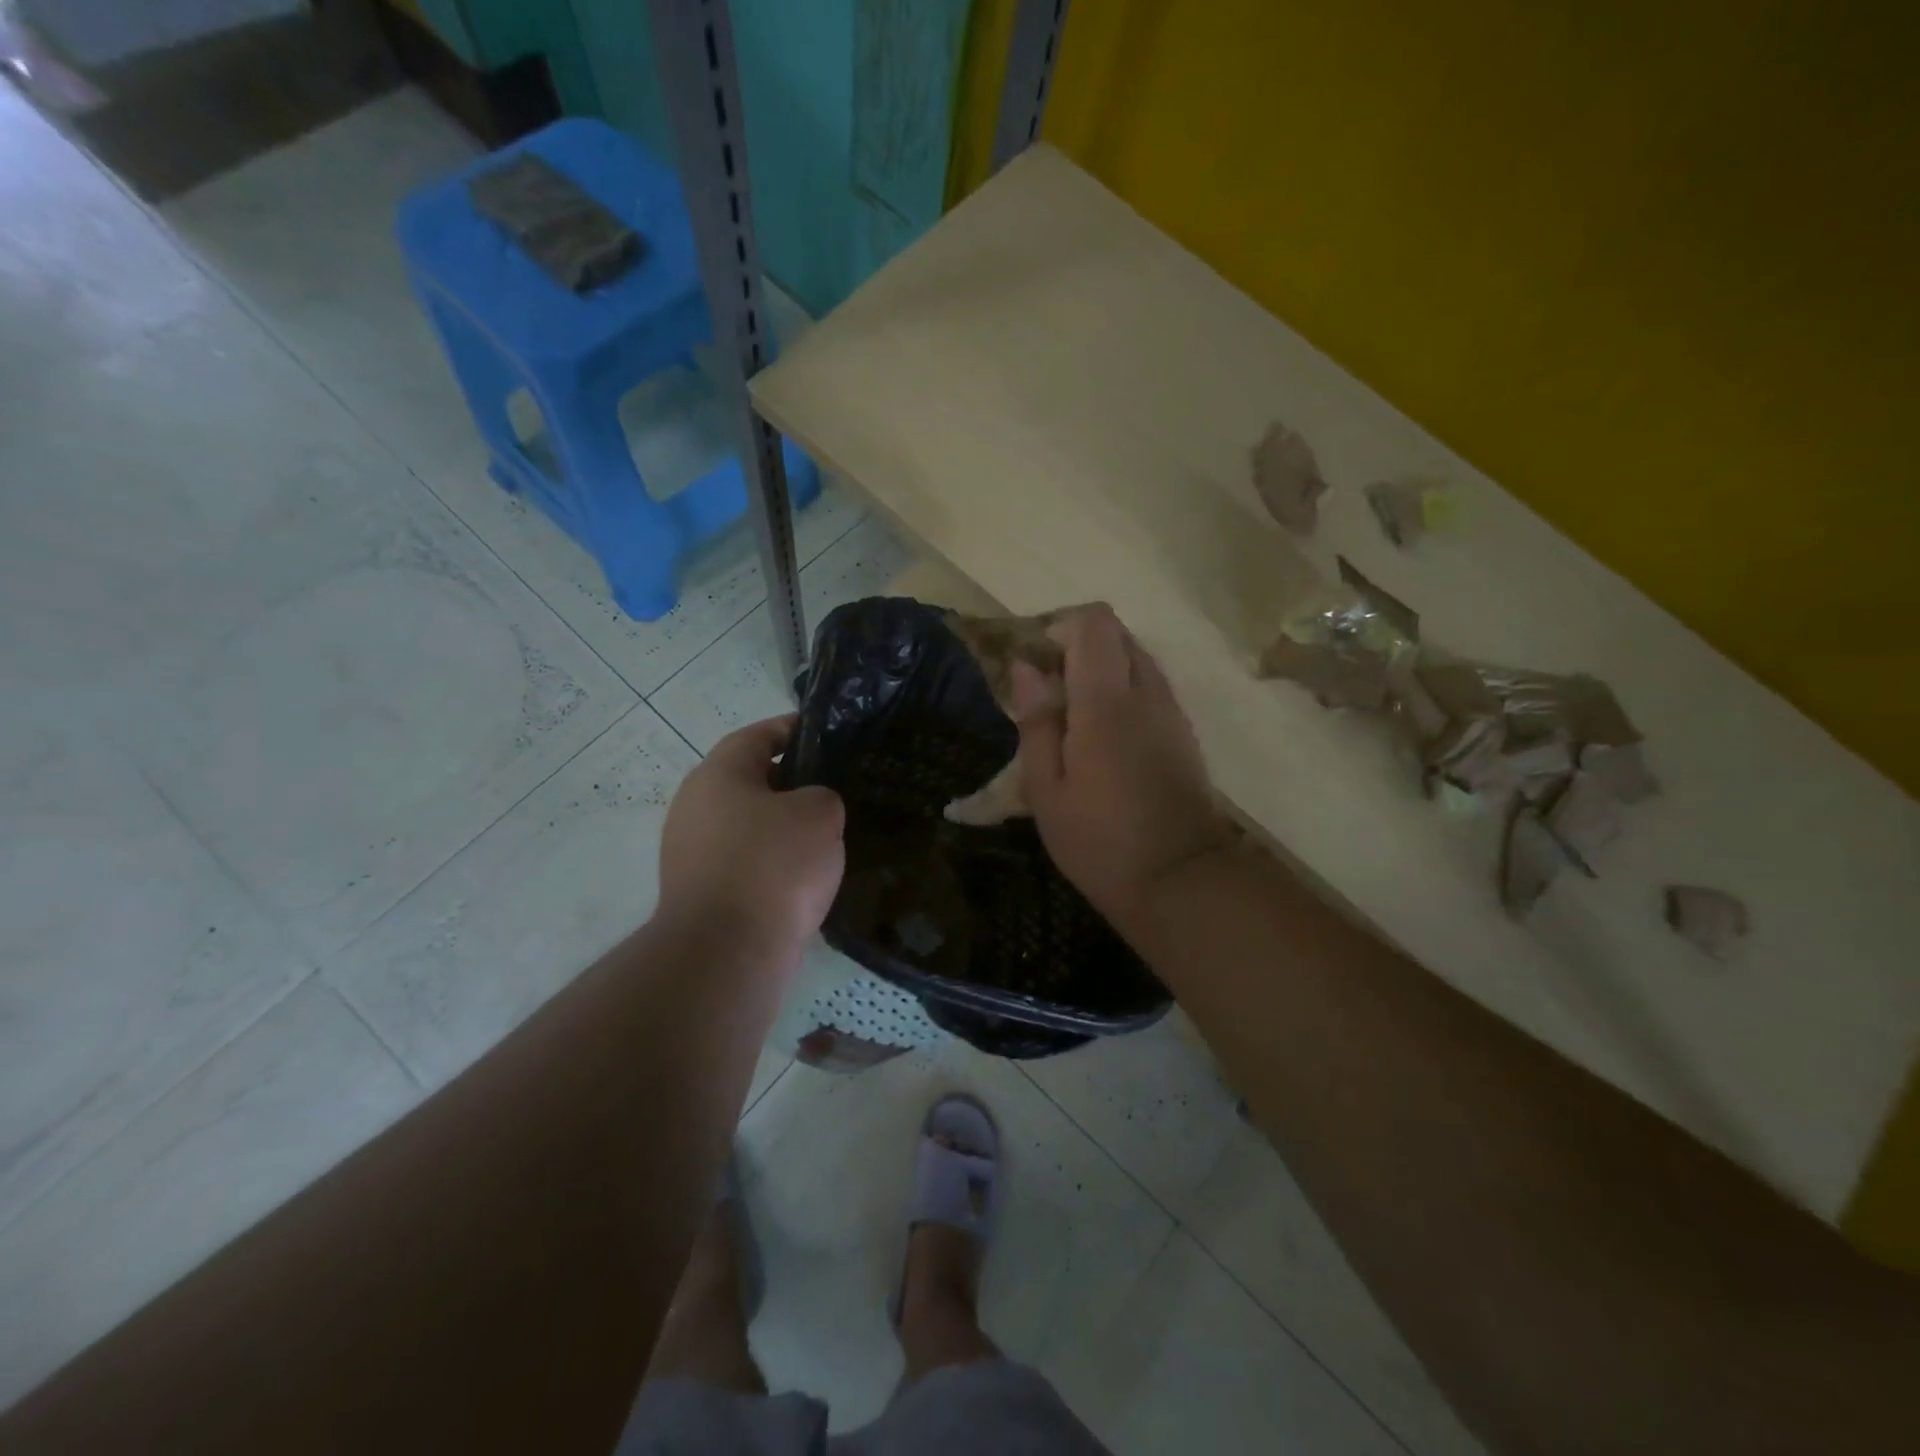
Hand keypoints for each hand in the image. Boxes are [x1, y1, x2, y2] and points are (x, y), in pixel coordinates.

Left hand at [658, 716, 845, 962]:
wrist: (727, 951)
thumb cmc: (774, 865)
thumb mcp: (819, 813)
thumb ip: (821, 796)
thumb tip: (808, 808)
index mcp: (718, 775)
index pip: (758, 736)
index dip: (793, 730)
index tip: (826, 736)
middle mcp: (695, 806)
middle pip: (749, 781)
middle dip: (791, 784)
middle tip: (834, 791)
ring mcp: (691, 852)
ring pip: (748, 825)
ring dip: (782, 829)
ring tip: (826, 837)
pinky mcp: (699, 892)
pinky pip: (744, 864)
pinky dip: (771, 865)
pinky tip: (803, 878)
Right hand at [1012, 605, 1232, 931]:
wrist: (1182, 881)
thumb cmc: (1100, 841)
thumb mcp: (1047, 790)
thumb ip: (1036, 722)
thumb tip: (1026, 667)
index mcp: (1106, 701)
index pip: (1095, 622)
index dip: (1061, 628)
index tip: (1037, 665)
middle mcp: (1147, 693)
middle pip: (1118, 634)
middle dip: (1079, 648)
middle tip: (1049, 693)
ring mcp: (1172, 712)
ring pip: (1137, 660)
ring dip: (1103, 672)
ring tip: (1074, 721)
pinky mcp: (1185, 734)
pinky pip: (1151, 689)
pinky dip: (1124, 694)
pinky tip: (1104, 742)